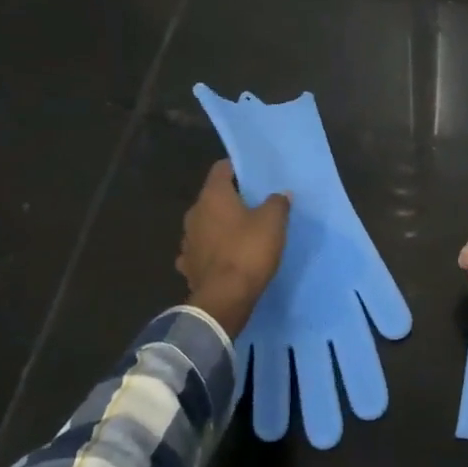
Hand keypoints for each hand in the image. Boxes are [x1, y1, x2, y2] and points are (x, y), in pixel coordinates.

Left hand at [177, 161, 289, 337]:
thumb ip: (277, 203)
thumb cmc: (248, 251)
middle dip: (230, 200)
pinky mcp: (188, 266)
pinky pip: (201, 250)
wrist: (224, 298)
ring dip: (219, 226)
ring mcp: (187, 241)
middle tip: (253, 205)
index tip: (253, 174)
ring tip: (240, 233)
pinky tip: (224, 258)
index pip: (221, 169)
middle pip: (212, 198)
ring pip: (205, 225)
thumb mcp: (273, 222)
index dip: (237, 168)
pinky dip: (211, 251)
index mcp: (213, 197)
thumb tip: (280, 194)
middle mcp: (194, 214)